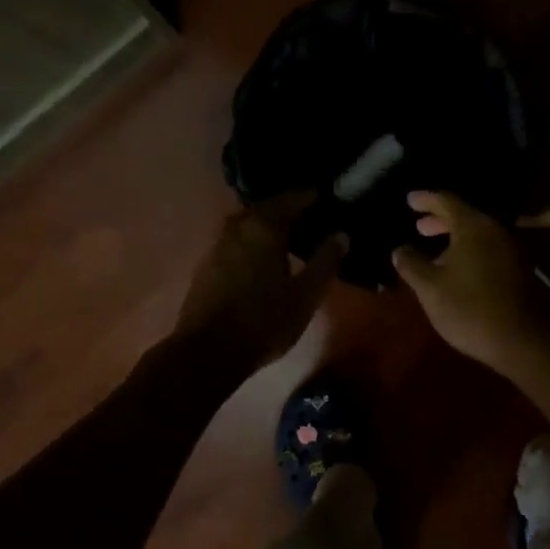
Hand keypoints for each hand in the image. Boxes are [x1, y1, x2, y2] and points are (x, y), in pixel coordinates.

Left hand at [177, 195, 345, 370]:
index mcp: (265, 226)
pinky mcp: (208, 264)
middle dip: (292, 209)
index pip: (294, 198)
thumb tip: (341, 235)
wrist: (208, 351)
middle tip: (315, 218)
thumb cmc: (264, 321)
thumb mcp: (305, 295)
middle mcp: (238, 226)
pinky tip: (266, 258)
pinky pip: (239, 240)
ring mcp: (219, 244)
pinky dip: (256, 241)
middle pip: (269, 207)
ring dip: (271, 225)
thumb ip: (325, 261)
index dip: (314, 197)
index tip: (332, 199)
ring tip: (293, 238)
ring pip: (251, 223)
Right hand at [392, 192, 549, 374]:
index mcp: (473, 227)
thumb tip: (400, 250)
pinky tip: (456, 270)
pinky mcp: (518, 270)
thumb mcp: (430, 288)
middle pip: (465, 216)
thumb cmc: (469, 309)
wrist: (521, 340)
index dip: (426, 199)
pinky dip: (468, 251)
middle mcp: (495, 231)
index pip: (446, 201)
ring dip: (454, 238)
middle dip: (439, 220)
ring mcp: (510, 250)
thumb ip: (411, 264)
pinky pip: (487, 249)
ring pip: (477, 234)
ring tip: (434, 252)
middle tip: (419, 227)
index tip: (409, 199)